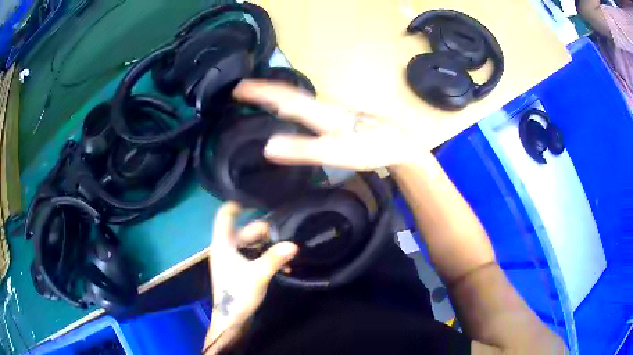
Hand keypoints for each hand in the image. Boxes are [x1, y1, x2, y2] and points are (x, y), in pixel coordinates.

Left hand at [204, 202, 297, 351]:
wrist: (231, 319)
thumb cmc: (238, 294)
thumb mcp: (258, 275)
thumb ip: (275, 258)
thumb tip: (293, 244)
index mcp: (223, 245)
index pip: (224, 216)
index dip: (236, 205)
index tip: (254, 200)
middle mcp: (225, 248)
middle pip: (244, 231)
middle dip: (264, 232)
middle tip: (284, 234)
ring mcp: (232, 260)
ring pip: (250, 245)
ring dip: (267, 246)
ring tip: (287, 251)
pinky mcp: (238, 270)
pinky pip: (252, 256)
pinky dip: (265, 257)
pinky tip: (283, 265)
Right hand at [233, 80, 419, 169]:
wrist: (397, 145)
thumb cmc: (369, 149)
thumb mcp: (336, 153)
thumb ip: (303, 150)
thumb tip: (267, 146)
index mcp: (320, 112)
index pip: (284, 97)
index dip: (261, 92)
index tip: (239, 87)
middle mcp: (322, 106)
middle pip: (289, 95)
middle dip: (264, 91)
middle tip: (241, 92)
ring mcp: (330, 112)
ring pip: (298, 100)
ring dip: (276, 97)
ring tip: (256, 98)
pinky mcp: (336, 118)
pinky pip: (306, 109)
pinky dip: (290, 106)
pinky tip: (287, 113)